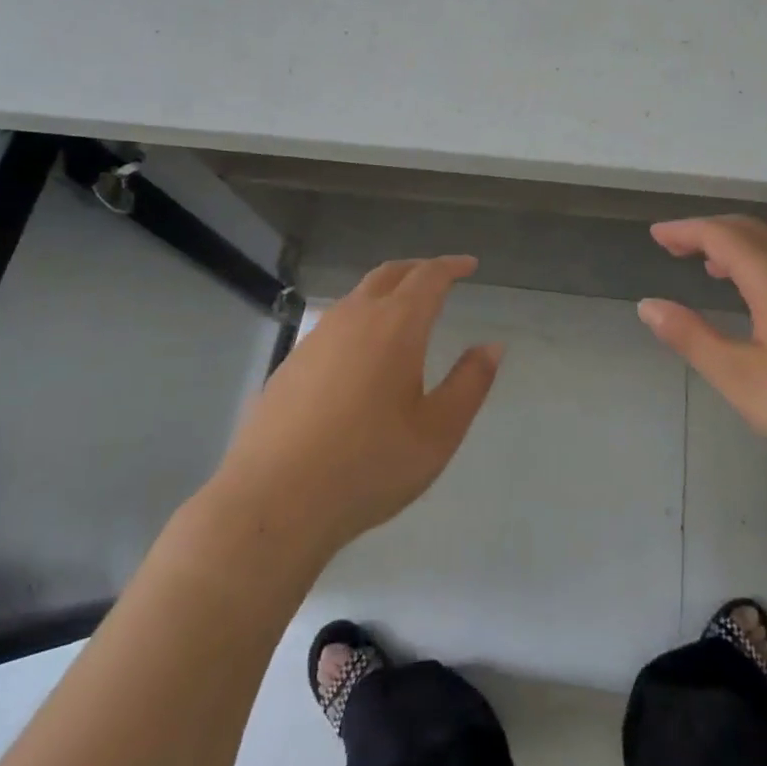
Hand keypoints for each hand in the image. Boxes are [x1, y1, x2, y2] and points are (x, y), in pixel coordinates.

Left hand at [214, 255, 501, 557]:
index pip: (429, 277)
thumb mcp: (437, 432)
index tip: (469, 265)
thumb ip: (470, 383)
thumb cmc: (368, 465)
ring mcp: (317, 337)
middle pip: (390, 274)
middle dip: (419, 269)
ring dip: (386, 291)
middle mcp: (355, 317)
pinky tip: (360, 352)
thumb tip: (492, 346)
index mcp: (396, 325)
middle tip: (440, 277)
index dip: (452, 266)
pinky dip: (359, 318)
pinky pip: (335, 323)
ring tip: (403, 311)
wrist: (274, 500)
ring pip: (358, 296)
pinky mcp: (292, 362)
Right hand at [639, 215, 766, 476]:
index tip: (656, 235)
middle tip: (676, 245)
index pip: (719, 234)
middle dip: (707, 232)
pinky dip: (762, 264)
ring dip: (737, 247)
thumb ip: (692, 339)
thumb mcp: (743, 379)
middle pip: (748, 231)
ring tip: (712, 267)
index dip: (684, 230)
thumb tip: (649, 305)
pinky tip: (764, 299)